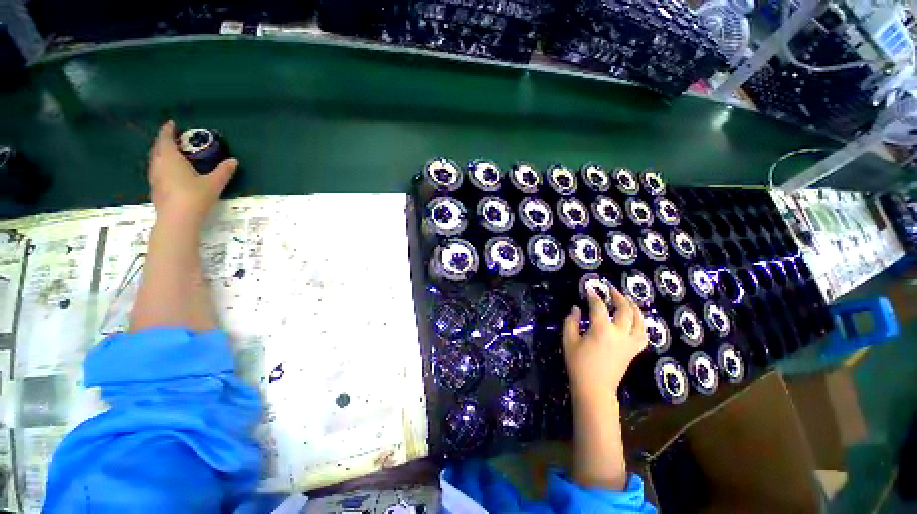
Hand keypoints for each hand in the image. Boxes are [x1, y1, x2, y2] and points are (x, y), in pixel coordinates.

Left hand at [147, 121, 237, 222]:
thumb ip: (224, 171)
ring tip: (171, 154)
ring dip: (161, 153)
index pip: (166, 139)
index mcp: (171, 158)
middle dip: (163, 141)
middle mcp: (159, 164)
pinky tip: (169, 172)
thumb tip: (234, 160)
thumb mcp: (214, 183)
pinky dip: (161, 166)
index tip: (172, 124)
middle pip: (157, 148)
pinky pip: (156, 171)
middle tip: (173, 139)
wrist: (177, 219)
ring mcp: (154, 177)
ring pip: (155, 160)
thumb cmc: (195, 196)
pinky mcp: (155, 189)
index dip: (168, 130)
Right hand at [563, 288, 647, 398]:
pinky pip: (643, 335)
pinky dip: (641, 324)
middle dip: (618, 296)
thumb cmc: (578, 365)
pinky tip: (636, 321)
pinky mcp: (633, 351)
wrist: (595, 389)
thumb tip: (576, 308)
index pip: (599, 306)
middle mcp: (620, 334)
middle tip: (610, 289)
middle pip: (625, 309)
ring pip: (639, 321)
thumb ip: (571, 322)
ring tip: (627, 300)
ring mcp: (630, 343)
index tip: (589, 288)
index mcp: (602, 330)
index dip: (594, 296)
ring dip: (634, 307)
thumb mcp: (569, 341)